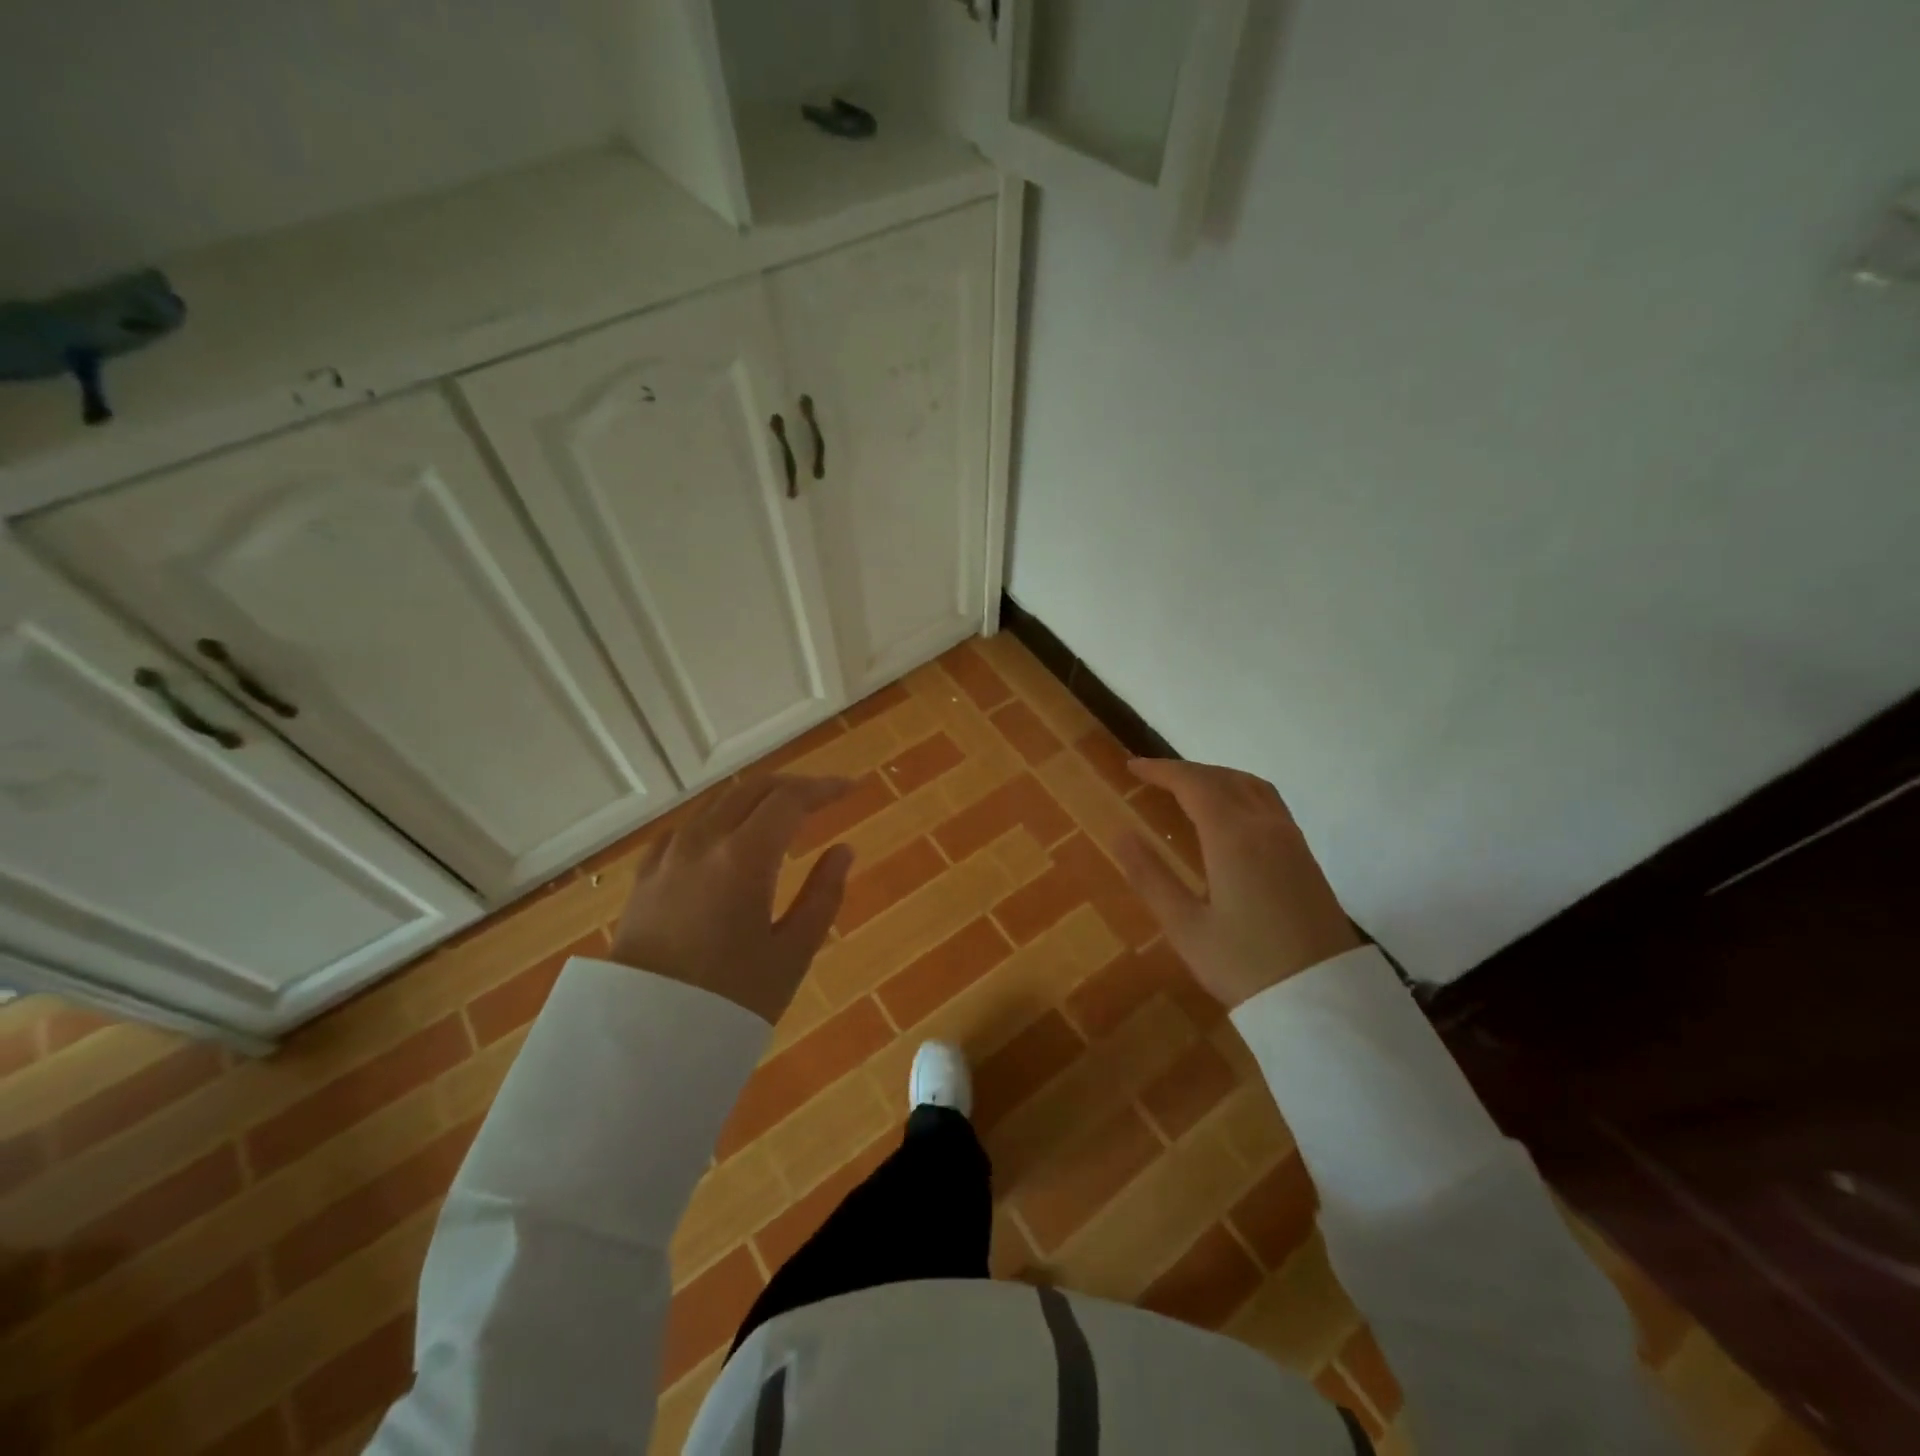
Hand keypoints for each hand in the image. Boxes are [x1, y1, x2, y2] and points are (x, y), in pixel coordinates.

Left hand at [608, 775, 855, 1021]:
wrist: (644, 1037)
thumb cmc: (729, 998)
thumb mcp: (792, 954)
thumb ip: (823, 895)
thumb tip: (843, 850)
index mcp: (745, 857)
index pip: (789, 799)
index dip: (823, 788)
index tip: (850, 789)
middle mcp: (704, 841)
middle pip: (752, 790)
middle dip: (792, 787)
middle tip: (822, 798)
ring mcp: (669, 855)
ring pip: (717, 802)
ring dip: (755, 798)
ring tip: (781, 814)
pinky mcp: (646, 875)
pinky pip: (686, 826)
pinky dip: (717, 818)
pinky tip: (724, 836)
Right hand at [1114, 759, 1361, 1009]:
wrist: (1323, 1000)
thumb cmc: (1244, 965)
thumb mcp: (1185, 927)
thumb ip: (1150, 876)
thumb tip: (1120, 833)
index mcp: (1233, 837)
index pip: (1194, 783)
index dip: (1161, 770)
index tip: (1132, 767)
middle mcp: (1265, 826)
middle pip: (1223, 778)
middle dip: (1186, 771)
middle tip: (1153, 777)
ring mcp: (1291, 840)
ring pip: (1251, 786)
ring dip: (1216, 777)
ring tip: (1188, 789)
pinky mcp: (1305, 857)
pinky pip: (1268, 803)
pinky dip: (1239, 791)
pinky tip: (1229, 815)